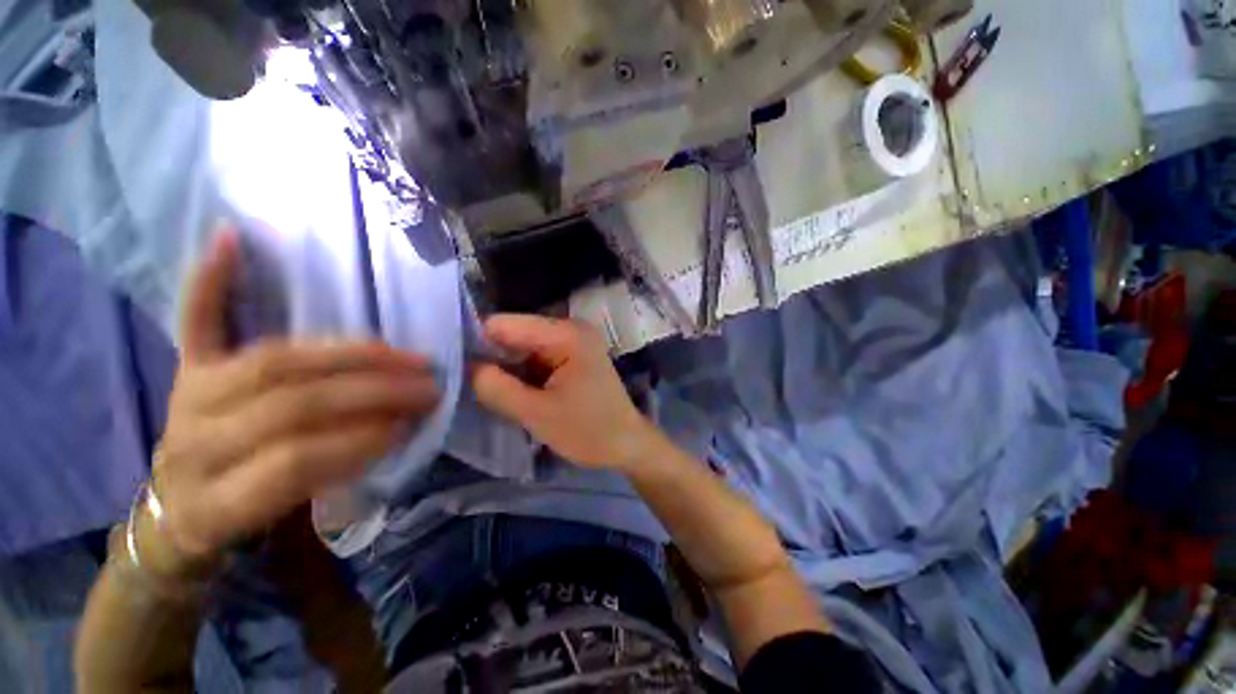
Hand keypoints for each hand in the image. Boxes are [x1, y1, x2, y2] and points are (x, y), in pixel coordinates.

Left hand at [153, 232, 440, 566]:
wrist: (178, 512)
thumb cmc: (243, 519)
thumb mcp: (286, 523)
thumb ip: (334, 478)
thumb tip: (398, 429)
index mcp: (215, 497)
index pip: (294, 462)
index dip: (358, 441)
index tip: (412, 425)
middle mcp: (193, 440)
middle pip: (290, 404)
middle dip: (371, 392)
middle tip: (426, 384)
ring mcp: (188, 394)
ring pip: (271, 360)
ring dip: (346, 352)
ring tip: (401, 353)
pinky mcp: (185, 368)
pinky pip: (196, 319)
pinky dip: (211, 278)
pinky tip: (232, 239)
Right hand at [472, 315, 660, 471]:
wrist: (627, 444)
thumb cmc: (589, 431)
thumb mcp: (537, 414)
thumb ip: (496, 388)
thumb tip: (466, 366)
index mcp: (566, 334)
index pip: (505, 324)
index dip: (478, 343)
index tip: (456, 369)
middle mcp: (570, 329)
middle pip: (515, 333)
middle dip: (493, 358)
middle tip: (471, 387)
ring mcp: (573, 341)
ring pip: (523, 347)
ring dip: (507, 369)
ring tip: (493, 393)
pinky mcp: (573, 356)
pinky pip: (536, 357)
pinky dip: (522, 374)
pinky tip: (515, 393)